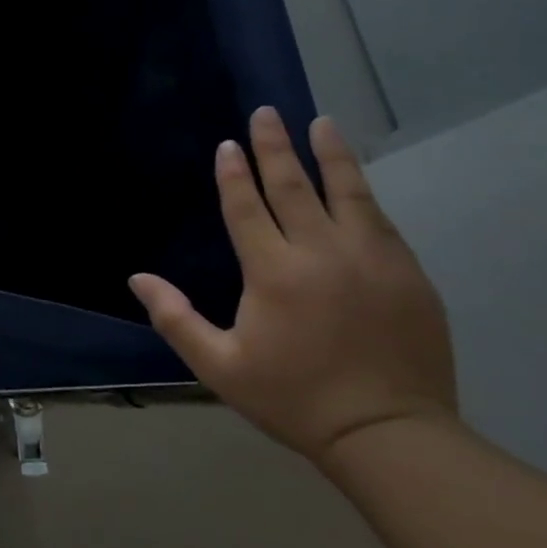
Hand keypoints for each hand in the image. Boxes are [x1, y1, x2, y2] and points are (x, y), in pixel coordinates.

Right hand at [128, 109, 455, 464]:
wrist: (390, 434)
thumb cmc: (293, 398)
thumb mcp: (219, 365)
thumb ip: (175, 318)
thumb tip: (138, 278)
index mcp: (274, 272)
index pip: (248, 208)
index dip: (234, 174)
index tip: (228, 144)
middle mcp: (323, 253)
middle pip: (294, 187)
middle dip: (276, 147)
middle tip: (267, 113)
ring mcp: (372, 260)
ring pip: (347, 193)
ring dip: (330, 155)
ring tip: (321, 123)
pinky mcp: (408, 275)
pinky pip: (379, 220)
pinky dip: (362, 192)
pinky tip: (355, 181)